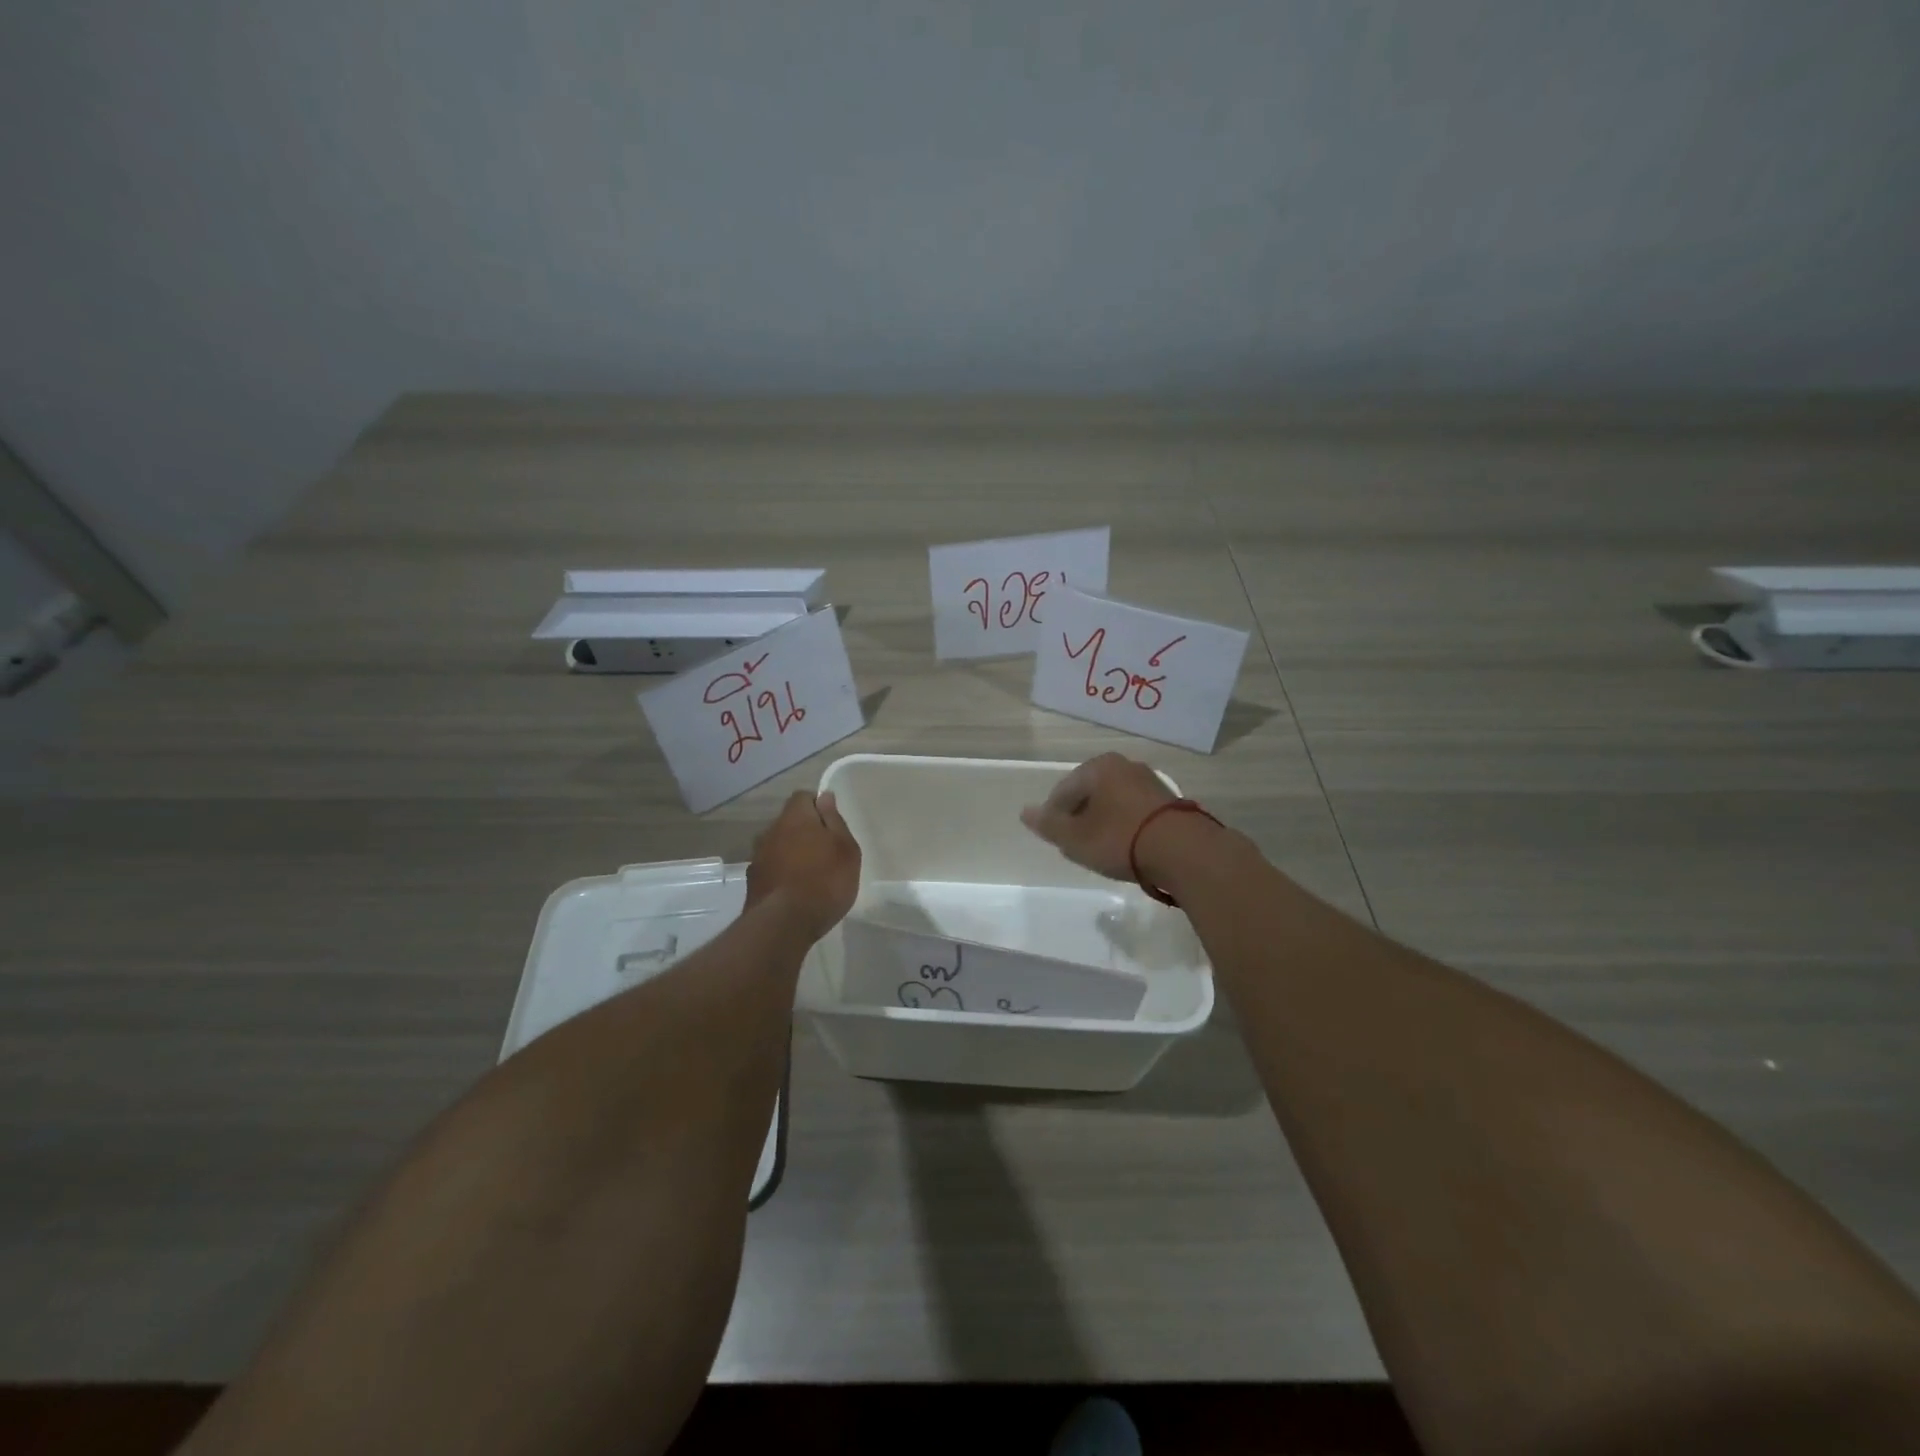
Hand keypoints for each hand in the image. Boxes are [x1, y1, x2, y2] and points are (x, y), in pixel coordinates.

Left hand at [745, 791, 861, 940]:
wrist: (784, 924)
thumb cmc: (825, 880)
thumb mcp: (845, 848)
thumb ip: (834, 820)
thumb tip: (824, 796)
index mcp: (795, 817)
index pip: (803, 797)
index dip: (818, 807)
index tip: (832, 827)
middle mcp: (771, 830)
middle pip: (789, 822)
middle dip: (804, 832)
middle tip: (825, 853)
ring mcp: (758, 856)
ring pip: (778, 846)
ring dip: (791, 853)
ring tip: (810, 875)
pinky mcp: (752, 881)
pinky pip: (771, 868)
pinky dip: (781, 873)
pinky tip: (794, 891)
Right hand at [1019, 753, 1175, 882]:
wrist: (1184, 851)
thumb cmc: (1120, 839)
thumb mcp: (1075, 838)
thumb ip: (1049, 825)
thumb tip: (1025, 811)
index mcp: (1098, 767)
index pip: (1063, 790)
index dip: (1054, 817)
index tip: (1057, 841)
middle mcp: (1125, 765)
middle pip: (1090, 793)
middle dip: (1080, 817)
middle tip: (1077, 845)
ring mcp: (1150, 781)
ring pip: (1113, 801)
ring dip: (1104, 821)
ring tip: (1102, 848)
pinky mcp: (1170, 801)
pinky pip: (1135, 810)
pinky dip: (1125, 825)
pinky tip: (1127, 846)